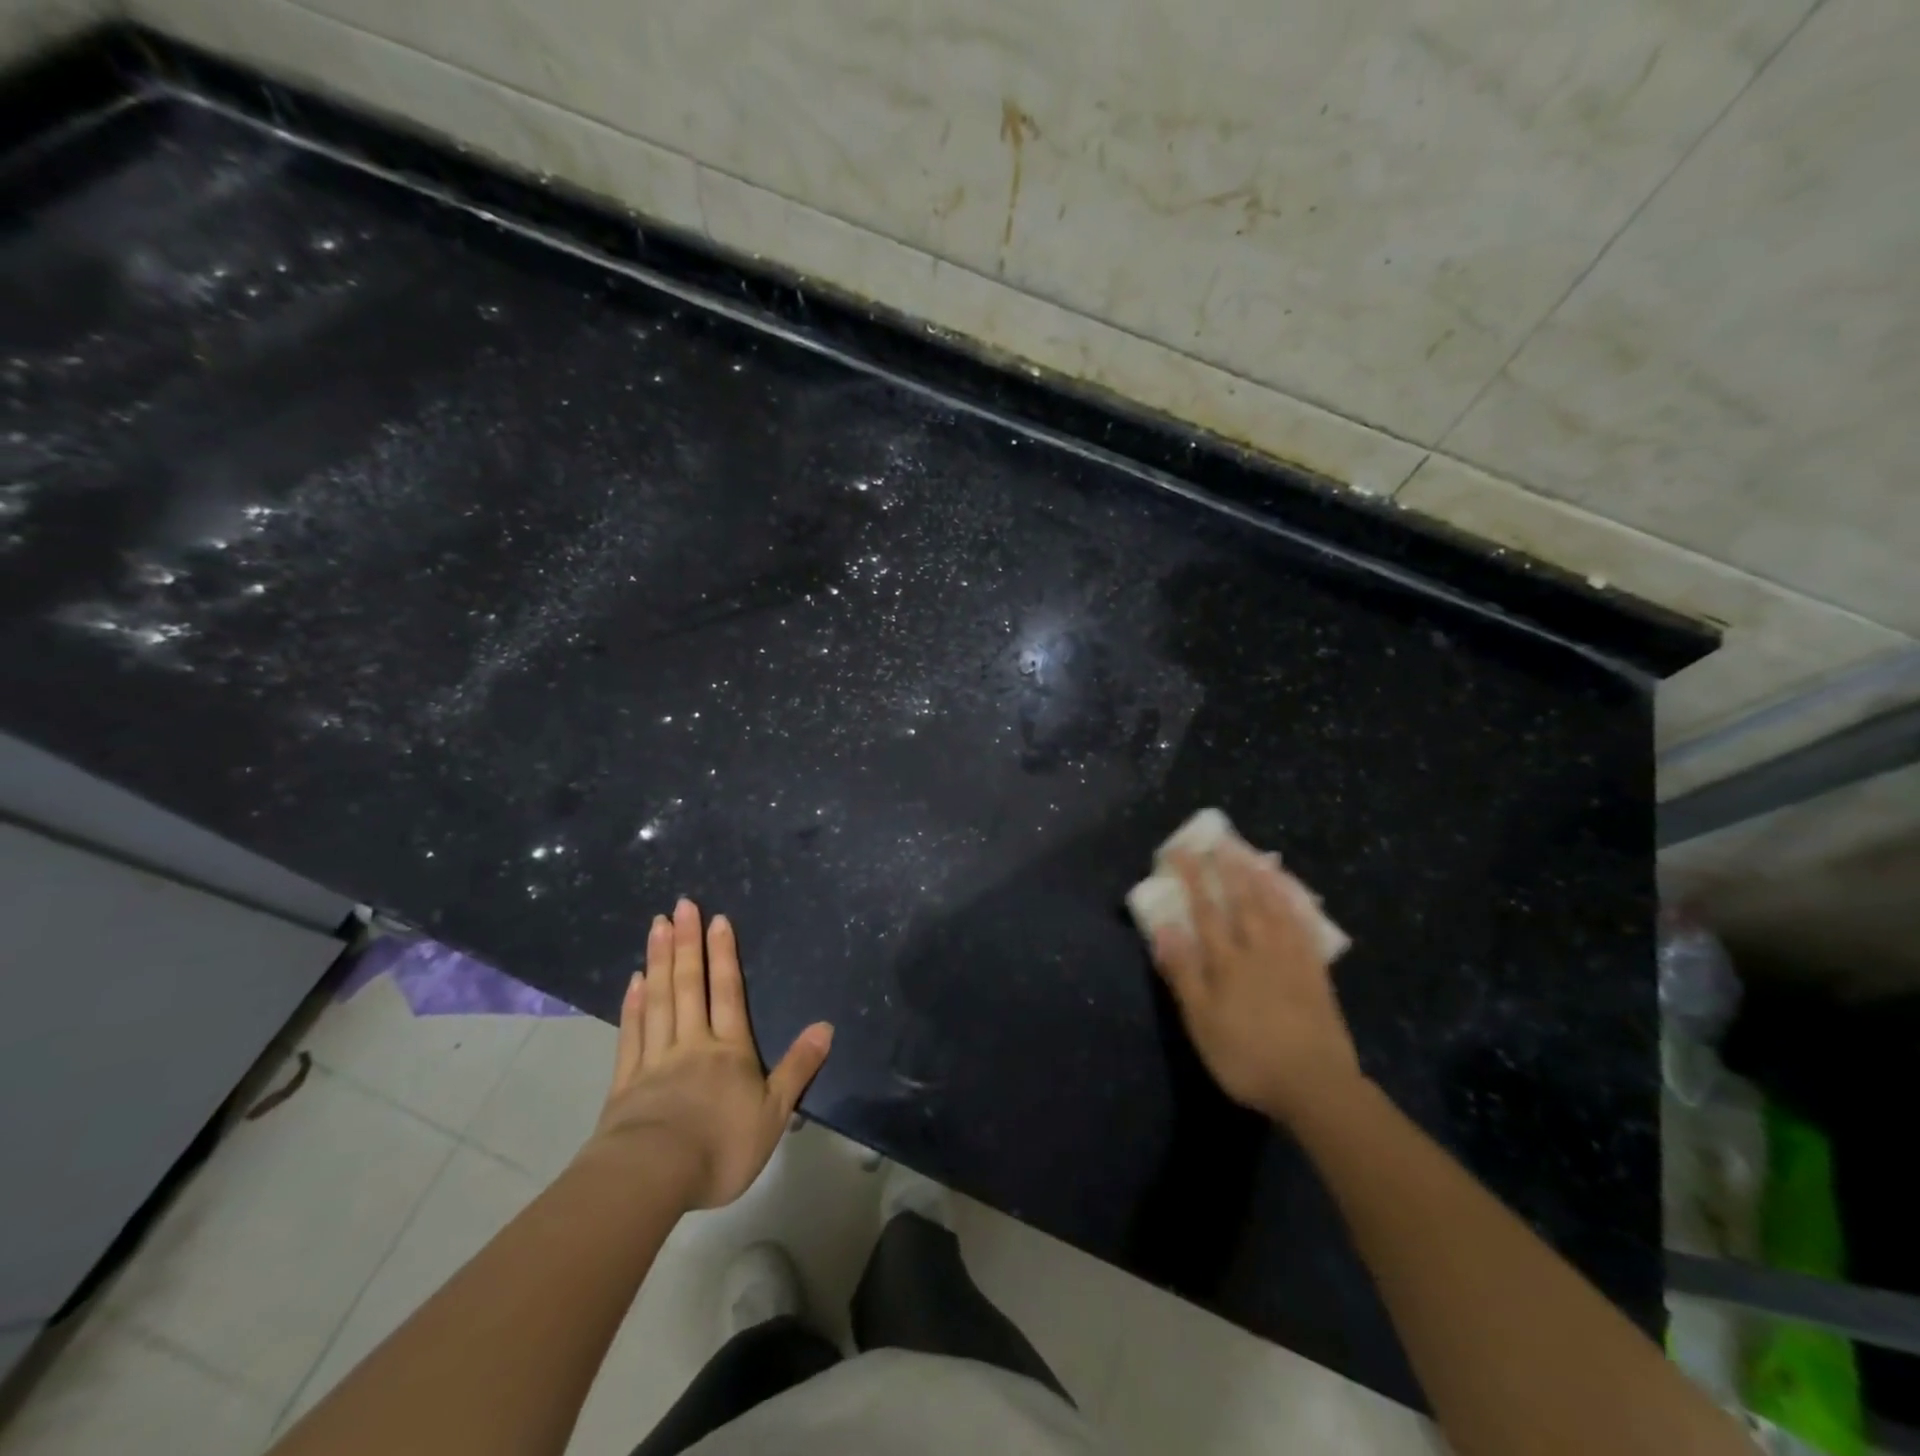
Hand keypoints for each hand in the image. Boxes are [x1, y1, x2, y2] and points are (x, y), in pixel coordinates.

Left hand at [585, 898, 832, 1209]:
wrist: (653, 1177)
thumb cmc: (721, 1147)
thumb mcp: (774, 1113)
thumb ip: (798, 1068)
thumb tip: (826, 1026)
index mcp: (729, 1050)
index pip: (728, 993)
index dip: (723, 955)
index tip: (717, 920)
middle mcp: (692, 1043)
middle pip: (689, 985)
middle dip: (688, 943)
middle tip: (682, 905)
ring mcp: (655, 1059)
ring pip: (659, 1000)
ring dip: (660, 960)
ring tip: (658, 926)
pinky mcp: (626, 1081)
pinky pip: (632, 1033)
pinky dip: (633, 1004)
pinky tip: (635, 980)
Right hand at [1151, 844, 1362, 1124]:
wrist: (1315, 1086)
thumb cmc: (1246, 1056)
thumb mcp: (1201, 1021)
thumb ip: (1183, 973)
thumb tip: (1164, 928)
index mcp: (1227, 961)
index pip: (1205, 909)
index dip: (1192, 878)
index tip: (1181, 851)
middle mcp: (1258, 949)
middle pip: (1242, 900)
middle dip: (1228, 868)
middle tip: (1220, 841)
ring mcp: (1291, 958)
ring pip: (1275, 907)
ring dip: (1261, 878)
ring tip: (1253, 854)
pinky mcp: (1316, 973)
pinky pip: (1305, 927)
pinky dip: (1297, 904)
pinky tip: (1293, 893)